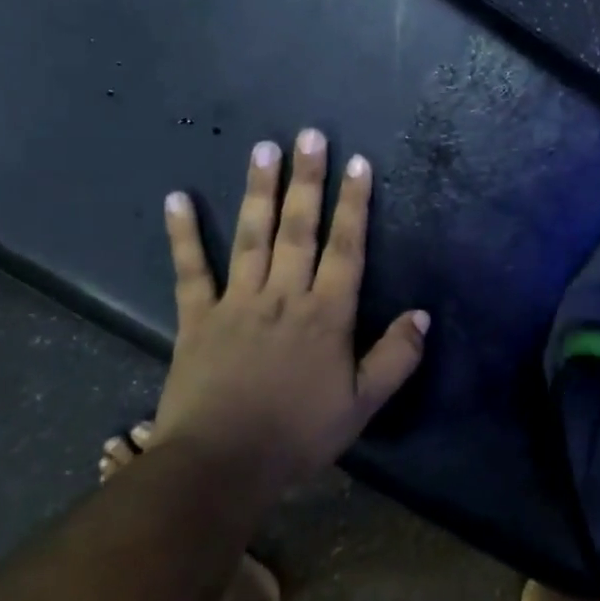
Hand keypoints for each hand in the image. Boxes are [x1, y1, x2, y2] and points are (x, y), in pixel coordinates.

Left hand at [151, 129, 428, 490]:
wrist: (223, 464)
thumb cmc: (299, 434)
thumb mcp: (363, 404)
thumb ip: (396, 357)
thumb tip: (422, 315)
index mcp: (326, 315)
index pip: (346, 249)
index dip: (354, 204)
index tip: (357, 164)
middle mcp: (283, 296)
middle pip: (298, 229)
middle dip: (307, 181)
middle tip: (309, 135)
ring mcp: (237, 303)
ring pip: (251, 237)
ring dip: (258, 191)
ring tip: (263, 148)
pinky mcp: (197, 318)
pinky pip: (190, 271)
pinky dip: (183, 234)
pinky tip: (177, 198)